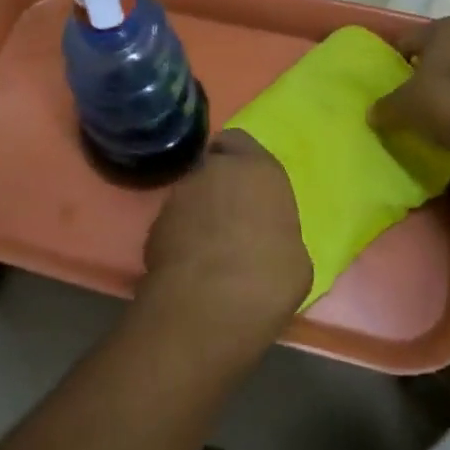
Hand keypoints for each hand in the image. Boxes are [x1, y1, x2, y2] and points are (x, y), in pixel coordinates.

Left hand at [137, 131, 311, 357]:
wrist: (207, 308)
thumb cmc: (268, 279)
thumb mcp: (295, 258)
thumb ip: (277, 231)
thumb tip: (267, 239)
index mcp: (258, 169)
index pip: (241, 141)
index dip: (241, 160)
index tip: (248, 185)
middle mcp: (215, 170)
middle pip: (212, 166)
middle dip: (219, 184)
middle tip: (231, 217)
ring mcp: (179, 195)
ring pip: (190, 193)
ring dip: (198, 210)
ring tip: (209, 247)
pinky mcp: (154, 224)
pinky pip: (172, 222)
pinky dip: (179, 236)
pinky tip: (190, 265)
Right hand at [369, 16, 449, 161]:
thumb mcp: (406, 106)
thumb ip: (386, 107)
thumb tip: (373, 114)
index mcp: (446, 27)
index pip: (407, 40)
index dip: (393, 62)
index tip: (387, 85)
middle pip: (436, 53)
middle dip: (422, 73)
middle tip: (408, 99)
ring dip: (447, 88)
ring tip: (434, 114)